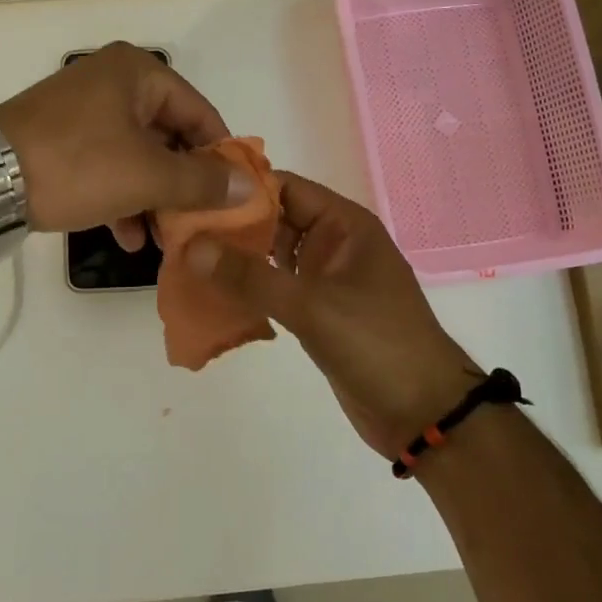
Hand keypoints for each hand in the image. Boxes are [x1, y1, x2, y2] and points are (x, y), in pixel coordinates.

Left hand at [0, 42, 252, 245]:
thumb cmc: (76, 165)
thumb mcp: (147, 175)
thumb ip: (202, 181)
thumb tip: (251, 186)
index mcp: (137, 73)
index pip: (200, 113)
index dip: (220, 157)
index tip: (232, 198)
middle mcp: (112, 81)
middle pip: (168, 135)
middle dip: (182, 185)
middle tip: (197, 223)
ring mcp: (82, 109)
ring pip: (137, 155)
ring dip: (152, 198)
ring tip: (163, 239)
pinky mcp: (59, 137)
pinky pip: (106, 163)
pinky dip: (121, 196)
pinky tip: (125, 236)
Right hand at [186, 172, 481, 456]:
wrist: (423, 414)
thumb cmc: (377, 345)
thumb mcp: (312, 306)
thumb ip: (251, 276)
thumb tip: (192, 245)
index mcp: (343, 225)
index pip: (285, 187)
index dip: (240, 187)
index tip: (192, 191)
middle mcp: (333, 243)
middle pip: (274, 219)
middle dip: (230, 223)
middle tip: (177, 228)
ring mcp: (325, 278)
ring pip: (271, 254)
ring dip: (235, 257)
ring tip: (184, 257)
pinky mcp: (317, 310)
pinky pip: (274, 287)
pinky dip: (247, 287)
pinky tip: (210, 293)